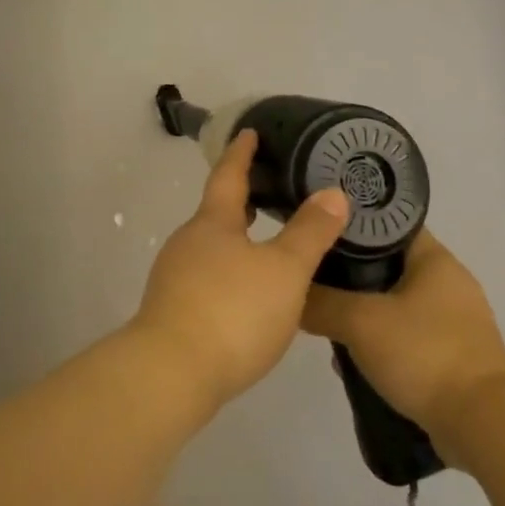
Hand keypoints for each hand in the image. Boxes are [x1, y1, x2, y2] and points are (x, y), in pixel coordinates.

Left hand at [130, 130, 349, 416]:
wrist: (172, 372)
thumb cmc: (233, 311)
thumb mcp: (283, 270)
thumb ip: (309, 233)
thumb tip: (333, 192)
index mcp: (212, 223)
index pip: (228, 176)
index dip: (241, 153)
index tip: (249, 133)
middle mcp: (188, 242)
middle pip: (216, 212)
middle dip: (242, 200)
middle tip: (271, 191)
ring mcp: (175, 277)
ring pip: (211, 247)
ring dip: (237, 239)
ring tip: (267, 244)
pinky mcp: (173, 310)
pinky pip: (206, 277)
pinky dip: (229, 271)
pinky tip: (248, 293)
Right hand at [301, 231, 504, 446]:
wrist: (484, 424)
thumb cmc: (424, 354)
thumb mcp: (360, 322)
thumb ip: (321, 303)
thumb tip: (290, 293)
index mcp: (435, 259)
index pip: (388, 224)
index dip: (352, 224)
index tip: (317, 232)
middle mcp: (449, 283)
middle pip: (387, 265)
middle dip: (350, 276)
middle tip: (314, 281)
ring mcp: (454, 322)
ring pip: (394, 304)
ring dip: (363, 313)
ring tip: (327, 323)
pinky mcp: (454, 357)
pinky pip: (406, 337)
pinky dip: (381, 343)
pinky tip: (354, 359)